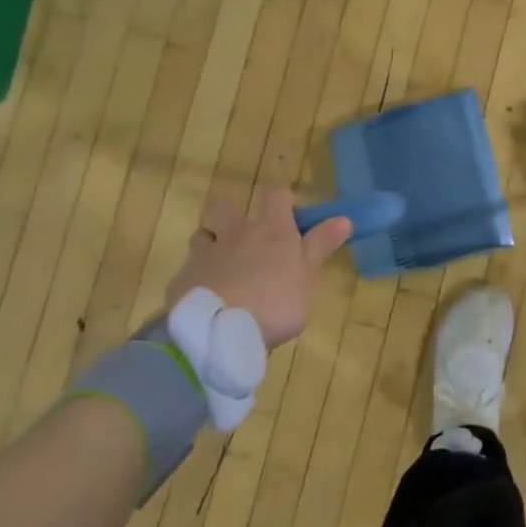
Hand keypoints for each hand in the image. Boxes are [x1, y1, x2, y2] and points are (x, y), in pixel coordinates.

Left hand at [165, 187, 351, 348]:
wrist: (219, 333)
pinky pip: (188, 271)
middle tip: (243, 236)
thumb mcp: (308, 276)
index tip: (288, 210)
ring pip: (201, 236)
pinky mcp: (181, 281)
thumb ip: (321, 245)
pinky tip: (205, 299)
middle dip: (230, 213)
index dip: (281, 196)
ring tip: (222, 267)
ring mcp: (204, 255)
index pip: (275, 193)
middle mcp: (235, 234)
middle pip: (224, 205)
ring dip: (210, 244)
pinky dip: (196, 279)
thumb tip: (344, 218)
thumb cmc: (275, 302)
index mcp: (271, 229)